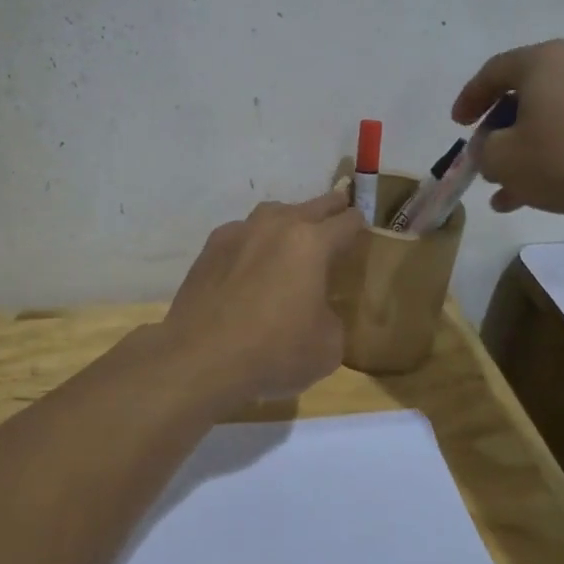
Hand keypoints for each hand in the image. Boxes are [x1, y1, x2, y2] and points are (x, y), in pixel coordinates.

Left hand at [160, 190, 364, 403]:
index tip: (363, 229)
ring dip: (288, 220)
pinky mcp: (209, 249)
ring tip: (293, 236)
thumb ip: (331, 317)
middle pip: (311, 206)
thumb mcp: (327, 346)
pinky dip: (253, 241)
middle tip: (339, 209)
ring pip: (271, 214)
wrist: (200, 357)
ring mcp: (238, 233)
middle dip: (329, 207)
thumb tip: (317, 310)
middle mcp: (275, 226)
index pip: (346, 222)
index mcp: (311, 243)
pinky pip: (241, 234)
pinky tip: (251, 261)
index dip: (359, 225)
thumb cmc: (274, 351)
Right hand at [451, 39, 563, 220]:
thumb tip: (489, 147)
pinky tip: (534, 193)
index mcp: (545, 61)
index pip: (493, 71)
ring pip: (550, 119)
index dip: (469, 99)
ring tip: (503, 188)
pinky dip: (552, 156)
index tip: (457, 125)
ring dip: (523, 150)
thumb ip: (481, 149)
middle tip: (483, 156)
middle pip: (524, 95)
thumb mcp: (501, 158)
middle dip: (498, 130)